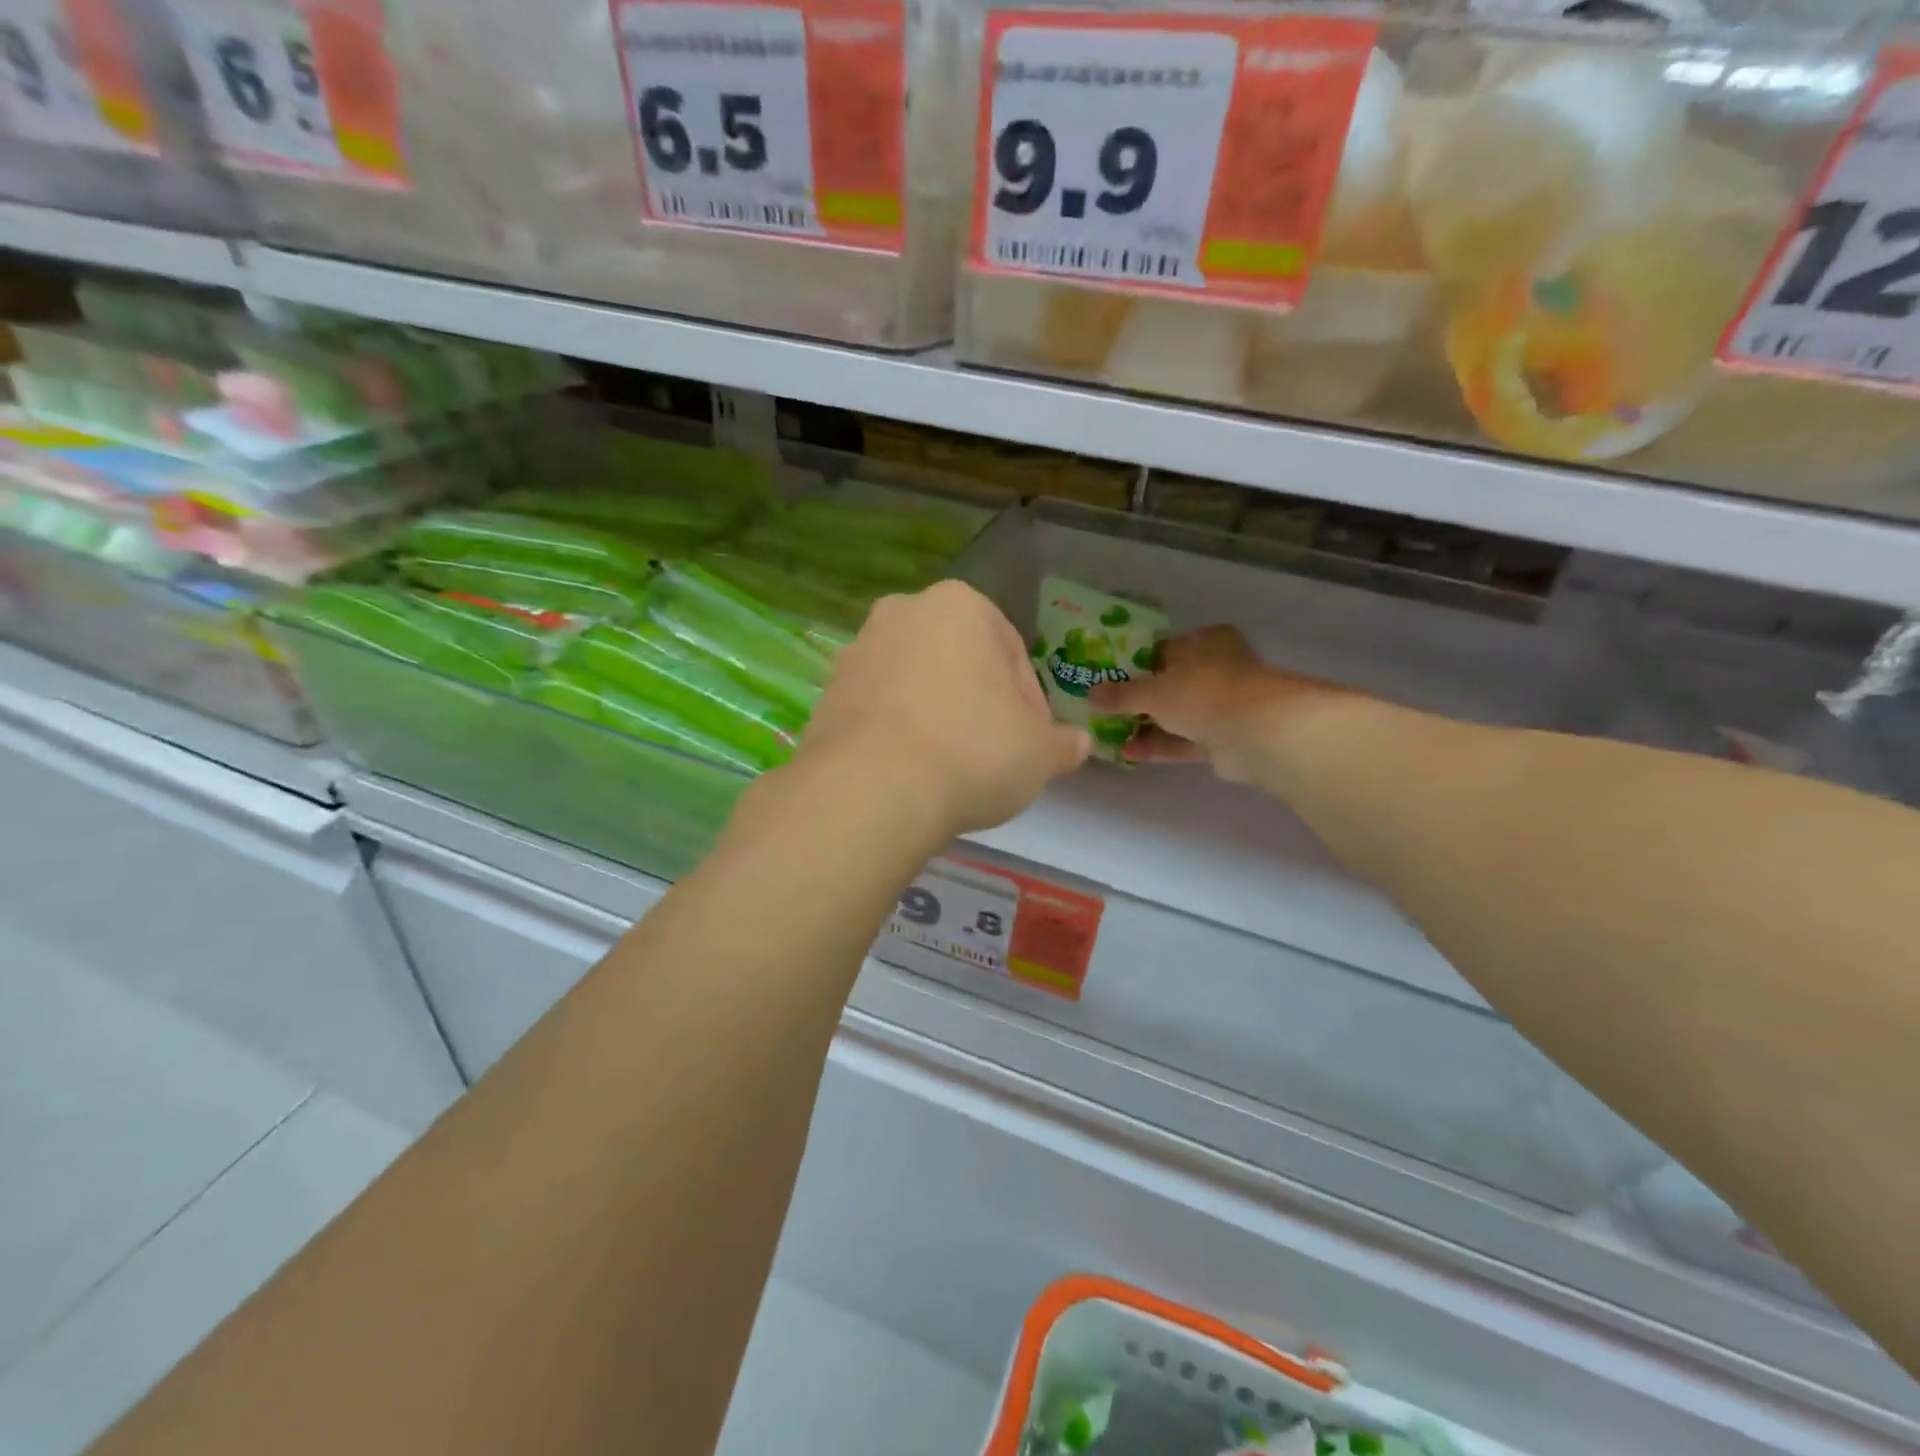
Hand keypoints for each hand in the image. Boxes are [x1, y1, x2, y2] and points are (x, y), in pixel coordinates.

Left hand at [797, 580, 1089, 836]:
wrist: (871, 790)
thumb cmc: (972, 752)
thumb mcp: (1039, 753)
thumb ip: (1063, 743)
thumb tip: (1077, 743)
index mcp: (960, 605)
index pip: (1012, 654)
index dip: (1030, 703)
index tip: (1030, 743)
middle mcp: (903, 613)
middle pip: (960, 663)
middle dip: (979, 703)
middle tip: (993, 753)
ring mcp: (857, 651)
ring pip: (916, 684)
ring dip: (937, 716)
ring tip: (948, 769)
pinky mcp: (826, 693)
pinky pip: (879, 710)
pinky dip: (898, 733)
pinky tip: (909, 773)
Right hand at [1090, 625, 1352, 781]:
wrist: (1257, 734)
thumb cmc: (1203, 693)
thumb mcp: (1152, 690)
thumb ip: (1121, 693)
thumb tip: (1089, 693)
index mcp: (1206, 642)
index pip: (1165, 647)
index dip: (1136, 660)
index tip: (1108, 674)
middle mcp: (1217, 669)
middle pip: (1170, 682)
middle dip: (1139, 697)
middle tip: (1104, 706)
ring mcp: (1222, 706)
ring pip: (1177, 714)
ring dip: (1146, 724)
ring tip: (1109, 732)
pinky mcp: (1223, 739)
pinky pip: (1183, 740)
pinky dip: (1159, 745)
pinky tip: (1128, 752)